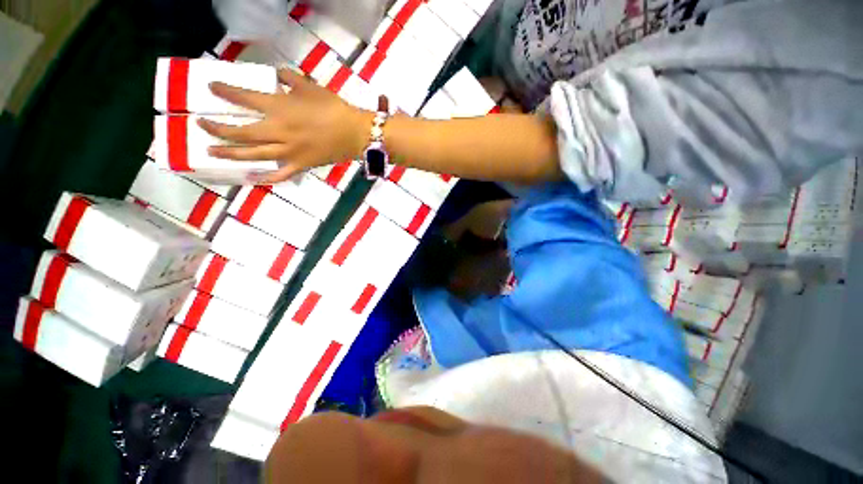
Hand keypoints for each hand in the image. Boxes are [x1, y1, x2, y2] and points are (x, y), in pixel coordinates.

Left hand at [198, 69, 371, 182]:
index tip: (211, 89)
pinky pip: (282, 173)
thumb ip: (289, 79)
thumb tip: (278, 76)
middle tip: (201, 125)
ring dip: (230, 153)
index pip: (243, 98)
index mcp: (279, 109)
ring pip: (254, 155)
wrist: (354, 133)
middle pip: (240, 132)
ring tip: (212, 151)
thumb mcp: (310, 87)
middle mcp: (278, 131)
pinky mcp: (301, 164)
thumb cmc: (334, 108)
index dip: (224, 92)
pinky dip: (268, 177)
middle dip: (217, 128)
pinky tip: (254, 177)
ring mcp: (289, 152)